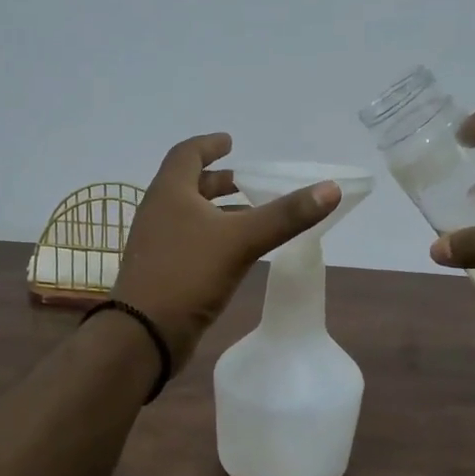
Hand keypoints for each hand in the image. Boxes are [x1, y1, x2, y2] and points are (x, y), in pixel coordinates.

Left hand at [115, 133, 340, 364]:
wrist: (144, 333)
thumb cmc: (188, 274)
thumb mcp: (242, 240)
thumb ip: (285, 215)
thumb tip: (330, 188)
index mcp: (170, 193)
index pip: (186, 154)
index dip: (209, 144)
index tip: (231, 141)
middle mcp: (159, 211)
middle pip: (188, 184)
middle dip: (218, 180)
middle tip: (247, 180)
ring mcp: (157, 243)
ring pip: (190, 215)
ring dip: (218, 209)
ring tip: (251, 213)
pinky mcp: (162, 270)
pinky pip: (190, 241)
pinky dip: (214, 235)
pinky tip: (237, 251)